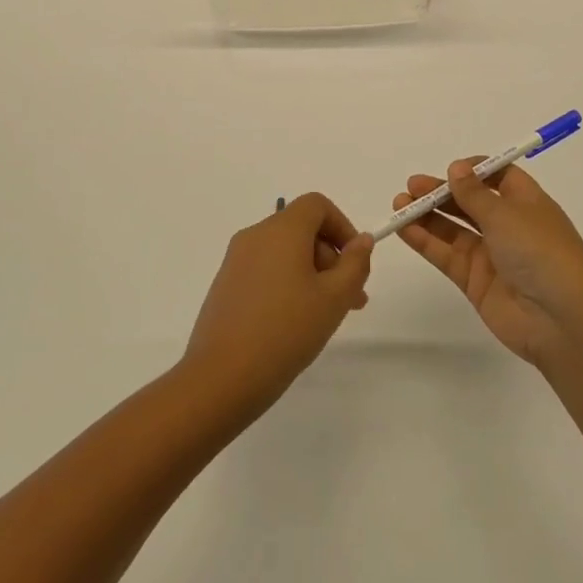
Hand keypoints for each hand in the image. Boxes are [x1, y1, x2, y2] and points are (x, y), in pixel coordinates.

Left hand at [182, 193, 372, 418]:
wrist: (221, 377)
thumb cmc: (286, 330)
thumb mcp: (334, 298)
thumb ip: (355, 264)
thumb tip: (362, 241)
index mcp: (281, 230)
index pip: (317, 205)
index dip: (342, 226)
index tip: (355, 262)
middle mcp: (255, 236)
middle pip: (302, 228)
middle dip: (331, 256)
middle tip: (350, 298)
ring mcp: (236, 260)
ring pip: (284, 252)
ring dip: (312, 272)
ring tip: (327, 314)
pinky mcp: (225, 285)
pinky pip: (265, 269)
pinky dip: (287, 282)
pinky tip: (295, 322)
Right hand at [393, 160, 582, 365]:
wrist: (562, 320)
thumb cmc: (541, 252)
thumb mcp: (507, 214)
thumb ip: (475, 193)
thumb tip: (456, 168)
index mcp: (526, 202)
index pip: (498, 177)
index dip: (473, 170)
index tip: (449, 169)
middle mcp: (508, 226)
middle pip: (469, 202)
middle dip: (442, 192)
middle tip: (412, 186)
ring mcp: (491, 255)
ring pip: (453, 229)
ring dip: (427, 215)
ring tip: (399, 204)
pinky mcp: (475, 282)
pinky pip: (446, 255)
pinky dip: (425, 241)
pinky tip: (404, 228)